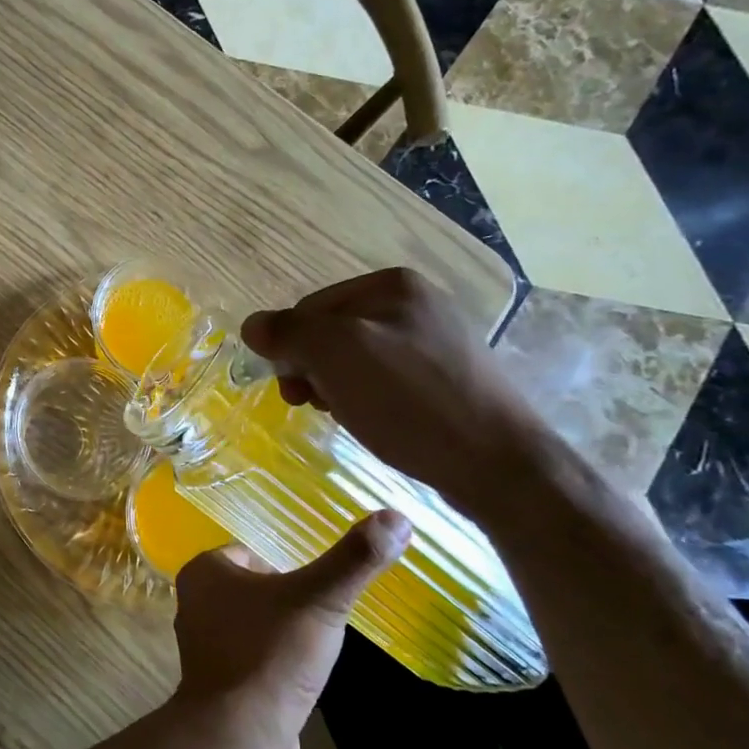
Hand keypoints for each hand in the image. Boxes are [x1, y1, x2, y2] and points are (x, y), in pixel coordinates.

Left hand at [172, 512, 410, 748]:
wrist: (240, 737)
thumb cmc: (271, 654)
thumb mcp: (319, 599)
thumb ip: (355, 559)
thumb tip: (396, 516)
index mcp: (204, 572)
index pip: (252, 552)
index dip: (288, 566)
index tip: (318, 586)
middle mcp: (194, 603)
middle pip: (254, 588)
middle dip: (288, 600)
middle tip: (322, 615)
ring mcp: (203, 646)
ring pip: (253, 623)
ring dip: (282, 632)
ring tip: (314, 646)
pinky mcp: (217, 683)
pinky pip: (252, 658)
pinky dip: (275, 662)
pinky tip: (299, 677)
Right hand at [240, 268, 550, 519]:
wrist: (496, 463)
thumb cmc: (409, 401)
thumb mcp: (336, 356)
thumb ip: (288, 332)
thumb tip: (252, 326)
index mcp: (391, 285)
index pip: (308, 308)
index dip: (290, 347)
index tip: (294, 389)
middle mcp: (415, 303)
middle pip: (331, 332)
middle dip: (312, 369)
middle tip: (311, 406)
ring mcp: (434, 341)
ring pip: (354, 359)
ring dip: (335, 387)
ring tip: (344, 417)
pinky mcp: (445, 378)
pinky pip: (383, 380)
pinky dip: (365, 399)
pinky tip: (374, 422)